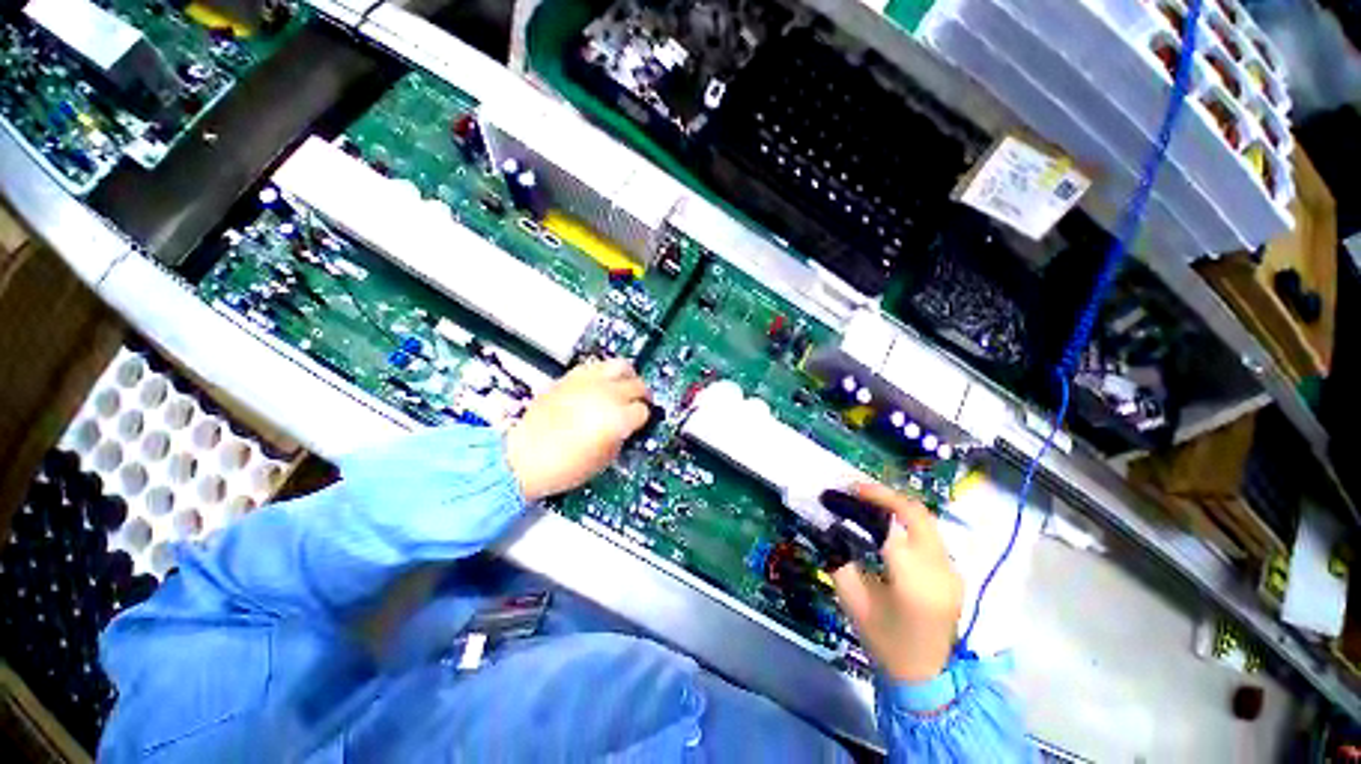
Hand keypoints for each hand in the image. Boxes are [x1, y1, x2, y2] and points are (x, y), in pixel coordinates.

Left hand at [504, 359, 650, 500]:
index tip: (639, 423)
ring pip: (621, 365)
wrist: (524, 458)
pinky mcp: (570, 377)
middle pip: (637, 385)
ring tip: (625, 387)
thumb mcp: (605, 459)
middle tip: (638, 404)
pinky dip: (604, 374)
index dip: (643, 419)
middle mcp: (607, 395)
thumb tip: (627, 426)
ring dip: (628, 377)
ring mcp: (588, 382)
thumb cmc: (565, 467)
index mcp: (617, 418)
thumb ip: (622, 437)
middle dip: (642, 396)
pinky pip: (596, 366)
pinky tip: (601, 386)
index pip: (643, 410)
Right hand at [831, 483, 963, 682]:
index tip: (845, 490)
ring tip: (867, 500)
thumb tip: (828, 524)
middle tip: (856, 489)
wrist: (925, 677)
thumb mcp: (852, 600)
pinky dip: (907, 519)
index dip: (871, 500)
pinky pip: (929, 533)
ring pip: (925, 520)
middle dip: (885, 495)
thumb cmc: (883, 640)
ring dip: (896, 505)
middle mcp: (941, 569)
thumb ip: (839, 558)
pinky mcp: (954, 572)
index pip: (895, 523)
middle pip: (917, 513)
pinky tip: (887, 521)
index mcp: (914, 580)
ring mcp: (952, 570)